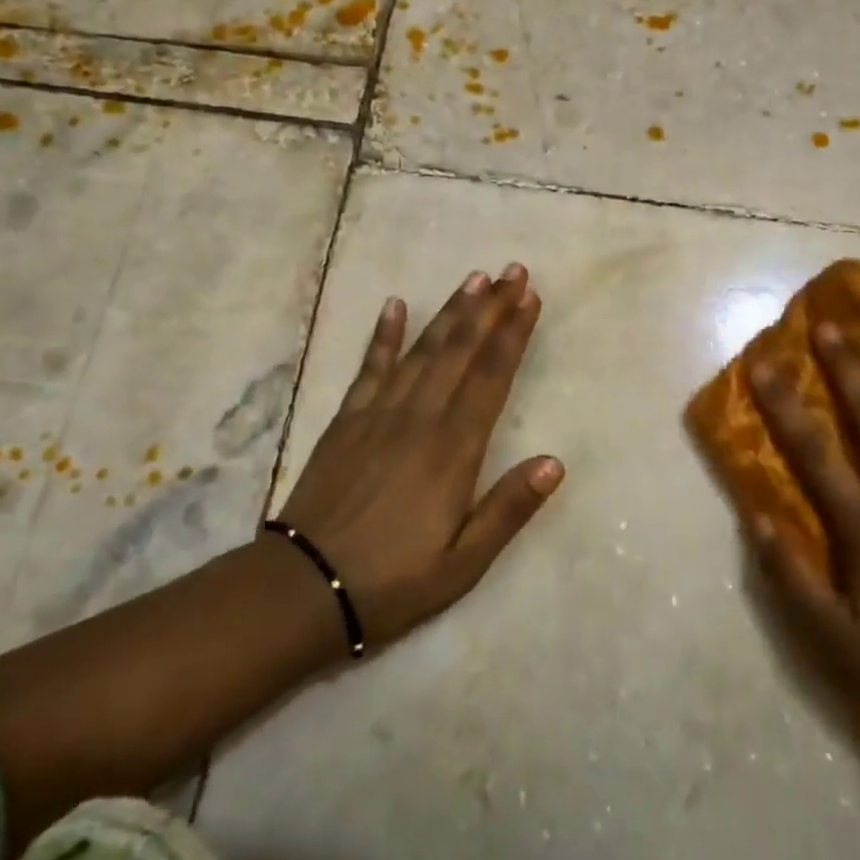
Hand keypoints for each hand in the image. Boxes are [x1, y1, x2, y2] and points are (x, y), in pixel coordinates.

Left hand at [277, 264, 563, 648]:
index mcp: (453, 450)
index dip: (513, 334)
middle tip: (512, 270)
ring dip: (450, 311)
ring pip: (423, 349)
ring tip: (474, 278)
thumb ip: (509, 509)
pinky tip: (394, 305)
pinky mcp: (346, 419)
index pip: (491, 377)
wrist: (303, 588)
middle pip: (461, 351)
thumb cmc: (393, 581)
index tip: (529, 297)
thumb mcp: (464, 562)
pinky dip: (383, 334)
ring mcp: (379, 413)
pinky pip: (370, 367)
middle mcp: (419, 418)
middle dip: (490, 308)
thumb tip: (555, 462)